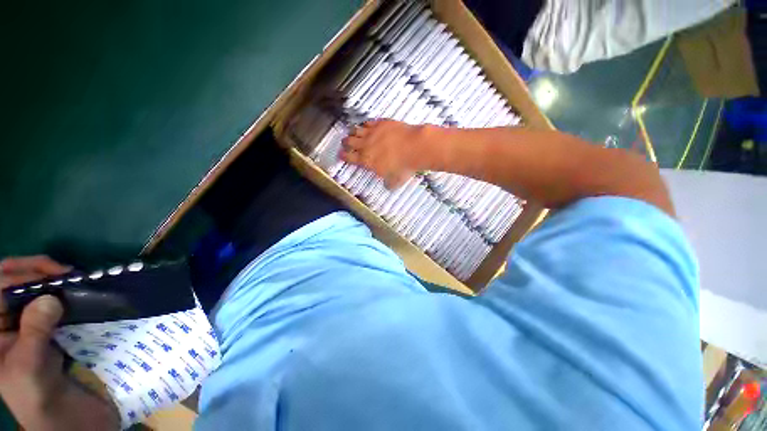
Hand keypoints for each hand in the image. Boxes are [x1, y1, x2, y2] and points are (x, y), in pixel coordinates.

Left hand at [0, 256, 119, 430]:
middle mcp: (9, 324)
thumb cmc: (40, 398)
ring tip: (76, 279)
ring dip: (55, 282)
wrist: (69, 420)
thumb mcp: (30, 369)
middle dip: (37, 272)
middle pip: (16, 284)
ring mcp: (33, 328)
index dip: (17, 273)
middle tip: (65, 272)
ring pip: (37, 291)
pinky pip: (57, 305)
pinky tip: (82, 294)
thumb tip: (50, 297)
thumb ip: (34, 333)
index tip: (49, 271)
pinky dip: (69, 295)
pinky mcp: (54, 331)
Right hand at [340, 119, 432, 188]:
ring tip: (353, 133)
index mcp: (366, 160)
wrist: (414, 147)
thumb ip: (388, 183)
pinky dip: (366, 125)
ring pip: (356, 130)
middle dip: (345, 143)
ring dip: (353, 132)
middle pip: (349, 142)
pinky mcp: (381, 123)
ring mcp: (373, 132)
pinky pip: (368, 122)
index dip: (343, 156)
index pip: (349, 157)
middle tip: (345, 143)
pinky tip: (367, 126)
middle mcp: (366, 145)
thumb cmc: (404, 167)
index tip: (340, 155)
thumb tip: (388, 186)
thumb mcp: (395, 181)